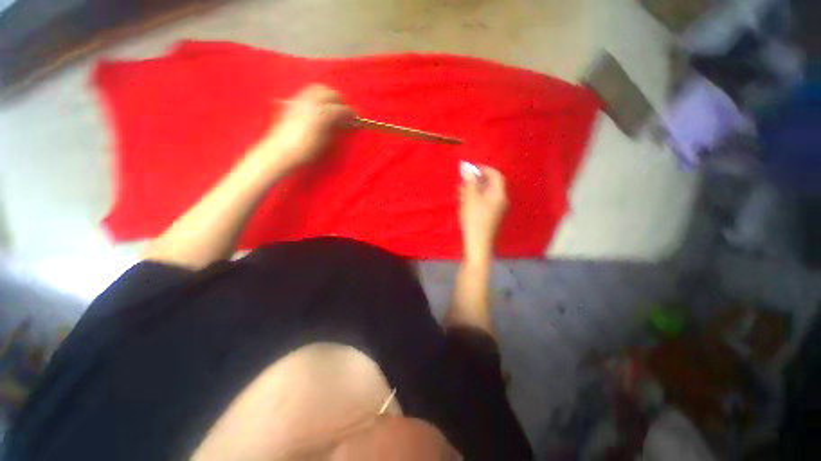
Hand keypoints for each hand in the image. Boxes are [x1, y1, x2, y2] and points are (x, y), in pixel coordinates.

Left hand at [258, 84, 352, 170]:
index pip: (342, 109)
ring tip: (334, 106)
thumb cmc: (306, 150)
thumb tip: (345, 123)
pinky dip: (318, 95)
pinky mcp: (293, 100)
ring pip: (320, 88)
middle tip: (346, 112)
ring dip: (330, 95)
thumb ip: (337, 128)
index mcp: (323, 113)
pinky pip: (309, 91)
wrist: (280, 151)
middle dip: (341, 101)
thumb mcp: (326, 142)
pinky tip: (320, 105)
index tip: (356, 119)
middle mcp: (312, 101)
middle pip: (332, 93)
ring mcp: (301, 99)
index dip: (351, 114)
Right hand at [458, 166, 508, 260]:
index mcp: (499, 194)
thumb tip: (468, 169)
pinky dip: (474, 198)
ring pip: (485, 194)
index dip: (484, 169)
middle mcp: (500, 200)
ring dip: (473, 189)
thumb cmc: (474, 218)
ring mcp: (495, 209)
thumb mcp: (470, 198)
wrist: (477, 243)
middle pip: (490, 185)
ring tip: (460, 189)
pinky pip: (483, 202)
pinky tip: (463, 200)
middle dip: (476, 180)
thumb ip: (470, 182)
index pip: (496, 175)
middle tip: (463, 179)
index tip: (471, 169)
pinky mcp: (489, 216)